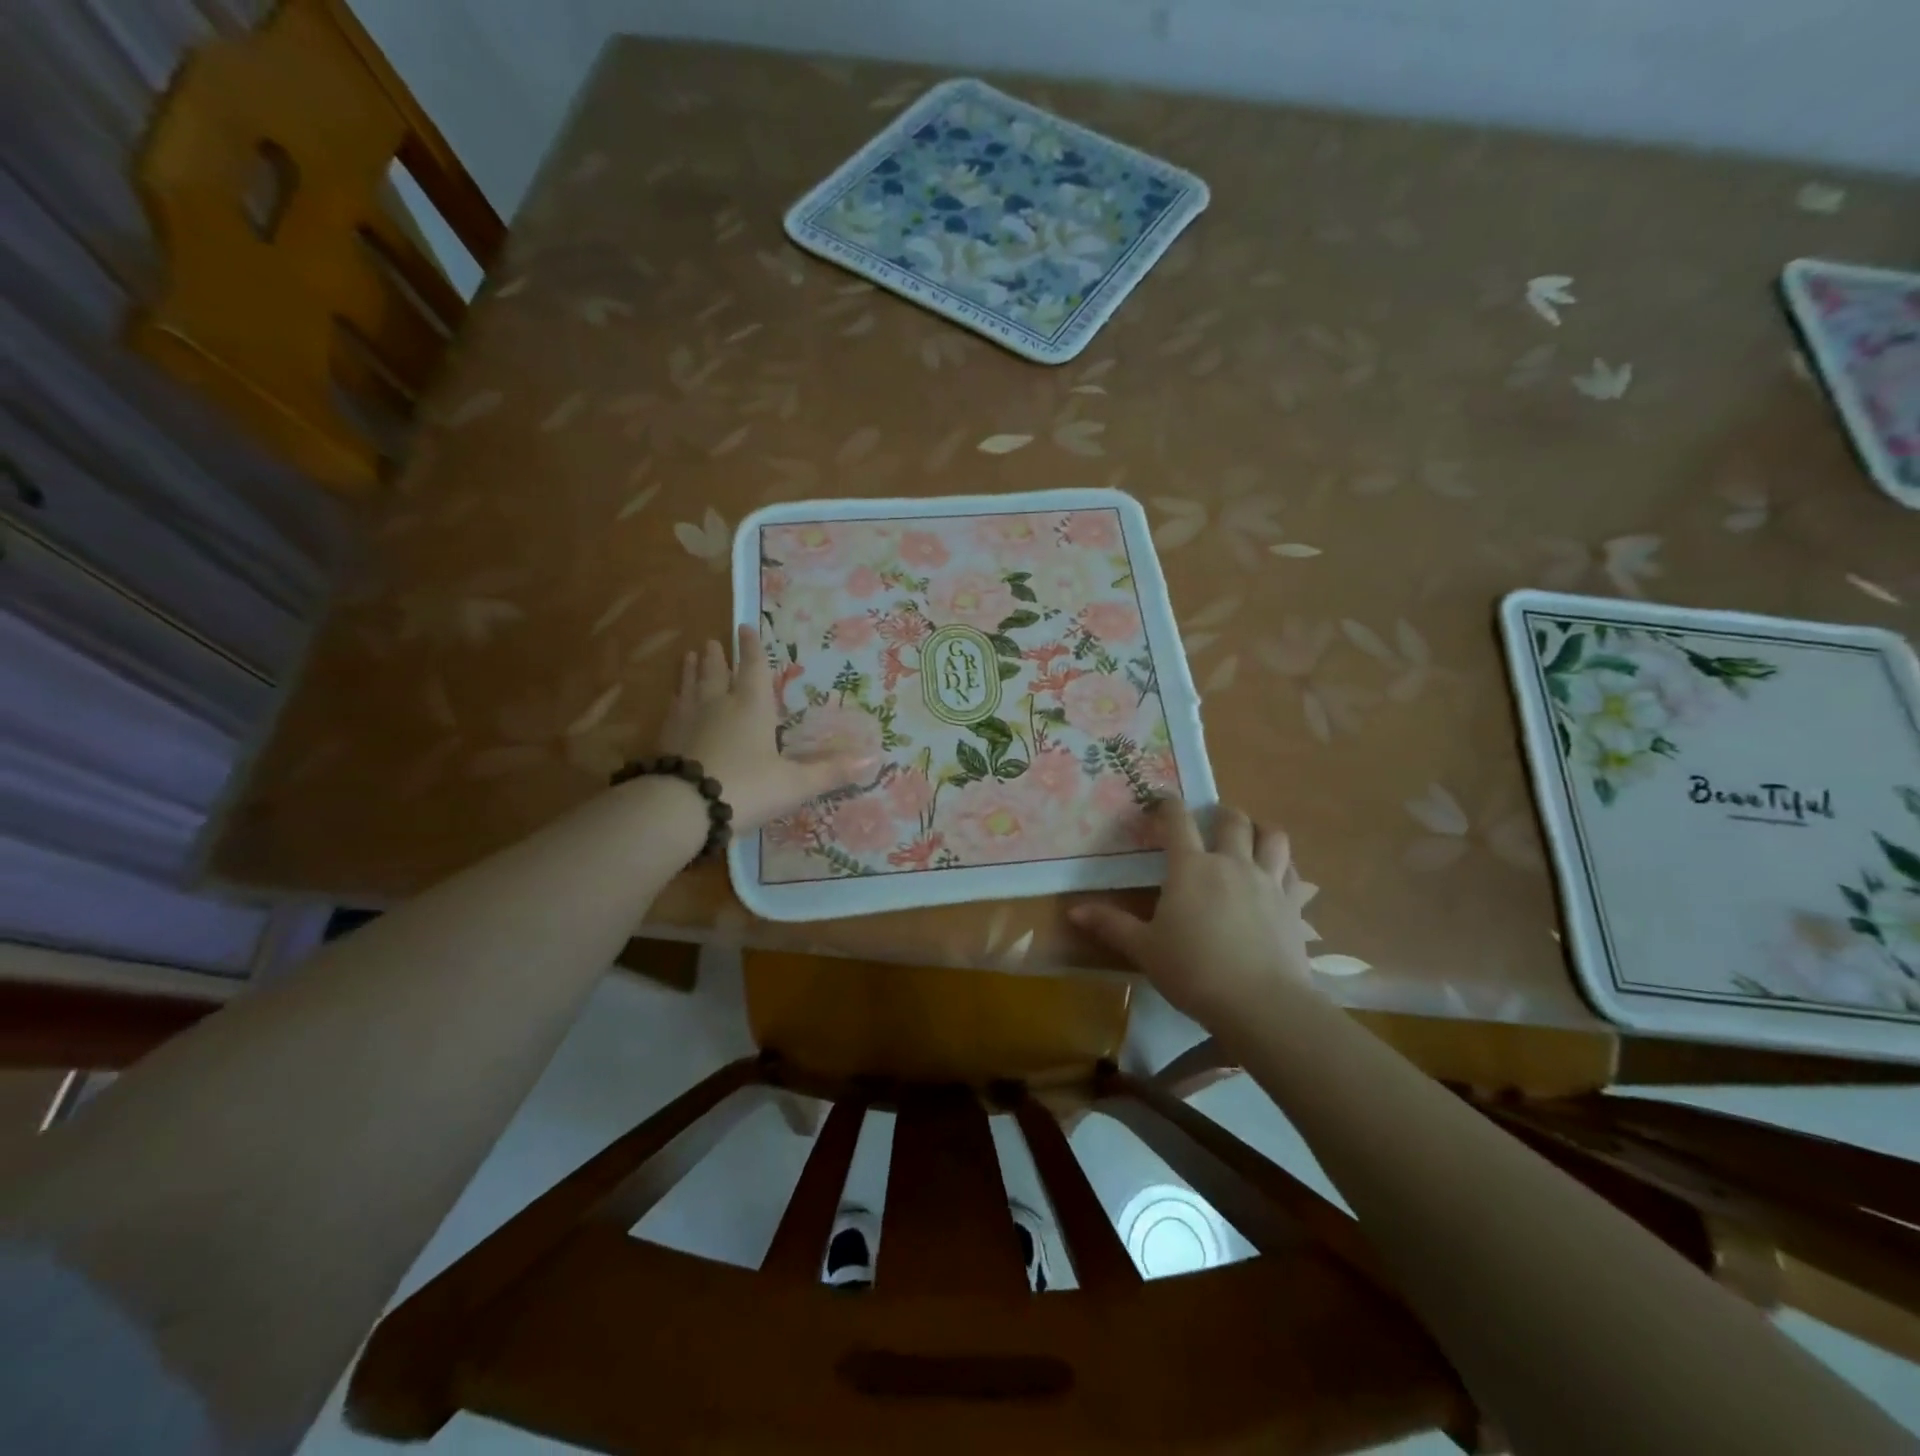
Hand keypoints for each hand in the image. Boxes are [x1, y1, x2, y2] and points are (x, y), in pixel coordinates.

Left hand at [656, 625, 876, 830]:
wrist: (683, 808)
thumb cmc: (747, 788)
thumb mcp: (795, 784)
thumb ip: (830, 771)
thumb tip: (873, 759)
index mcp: (752, 707)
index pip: (754, 669)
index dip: (753, 649)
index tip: (745, 627)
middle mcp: (718, 705)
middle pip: (717, 673)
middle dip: (718, 656)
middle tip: (712, 641)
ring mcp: (687, 721)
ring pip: (690, 686)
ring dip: (692, 671)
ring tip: (689, 656)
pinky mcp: (665, 740)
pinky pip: (672, 710)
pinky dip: (675, 700)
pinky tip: (673, 701)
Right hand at [1069, 801, 1317, 1024]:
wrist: (1261, 1004)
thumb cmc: (1193, 971)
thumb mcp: (1145, 949)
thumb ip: (1111, 925)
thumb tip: (1073, 911)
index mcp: (1191, 867)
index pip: (1177, 821)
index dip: (1167, 805)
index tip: (1160, 801)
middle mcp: (1231, 863)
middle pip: (1231, 820)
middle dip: (1220, 813)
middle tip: (1210, 821)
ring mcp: (1267, 881)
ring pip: (1272, 837)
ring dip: (1259, 830)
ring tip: (1249, 838)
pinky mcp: (1293, 905)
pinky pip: (1293, 872)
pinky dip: (1284, 865)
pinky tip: (1277, 876)